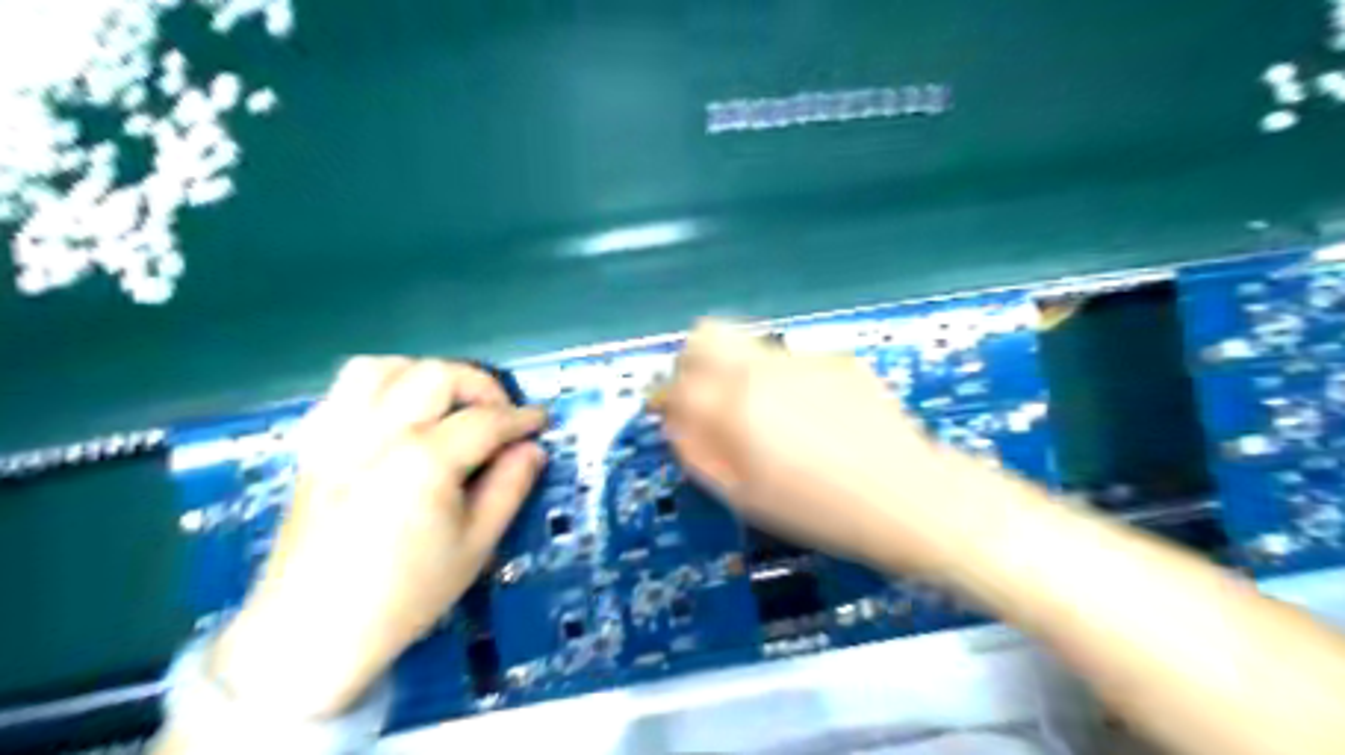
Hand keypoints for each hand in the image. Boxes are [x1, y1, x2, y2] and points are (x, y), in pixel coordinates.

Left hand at [210, 357, 546, 717]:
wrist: (312, 633)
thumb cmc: (405, 596)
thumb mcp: (476, 546)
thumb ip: (510, 487)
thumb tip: (531, 449)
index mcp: (424, 462)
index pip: (485, 420)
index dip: (521, 418)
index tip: (541, 421)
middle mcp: (379, 434)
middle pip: (436, 375)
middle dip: (479, 385)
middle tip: (498, 415)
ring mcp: (339, 436)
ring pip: (383, 368)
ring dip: (425, 375)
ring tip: (448, 405)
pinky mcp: (315, 448)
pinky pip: (344, 391)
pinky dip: (380, 387)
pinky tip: (399, 415)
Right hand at [653, 318, 966, 571]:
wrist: (908, 497)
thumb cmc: (820, 510)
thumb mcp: (744, 494)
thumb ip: (698, 451)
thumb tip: (674, 420)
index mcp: (736, 405)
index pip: (677, 379)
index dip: (668, 398)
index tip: (675, 414)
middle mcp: (765, 368)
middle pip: (706, 334)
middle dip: (694, 362)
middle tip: (706, 398)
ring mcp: (804, 358)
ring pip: (748, 343)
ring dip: (738, 370)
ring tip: (765, 415)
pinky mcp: (836, 358)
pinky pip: (790, 360)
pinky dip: (781, 380)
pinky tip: (810, 416)